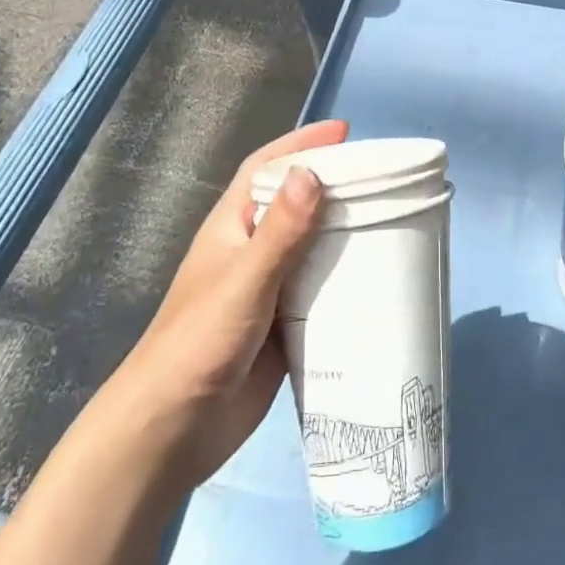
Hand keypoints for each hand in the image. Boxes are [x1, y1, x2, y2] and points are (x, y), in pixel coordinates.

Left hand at [107, 119, 348, 493]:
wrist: (172, 432)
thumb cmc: (199, 343)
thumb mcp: (244, 281)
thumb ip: (280, 231)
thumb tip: (313, 172)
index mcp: (233, 227)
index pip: (266, 168)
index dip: (300, 144)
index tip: (344, 132)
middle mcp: (251, 251)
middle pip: (296, 204)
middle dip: (333, 186)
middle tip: (382, 179)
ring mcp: (268, 290)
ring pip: (312, 248)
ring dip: (344, 234)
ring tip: (392, 221)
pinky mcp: (284, 327)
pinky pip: (321, 292)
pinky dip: (346, 282)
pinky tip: (378, 280)